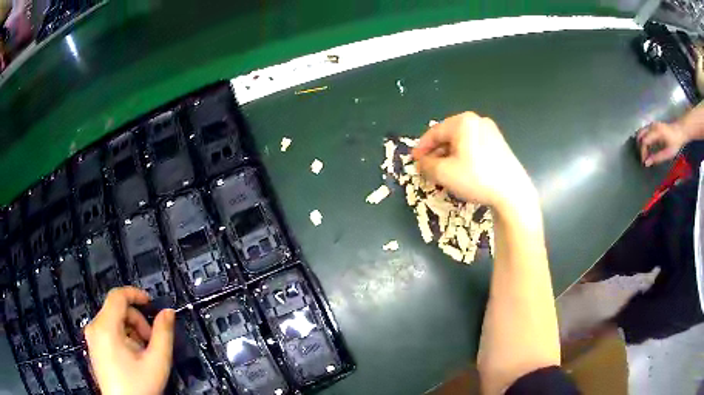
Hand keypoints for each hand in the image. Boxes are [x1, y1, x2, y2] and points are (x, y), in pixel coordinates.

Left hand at [84, 287, 174, 394]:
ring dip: (131, 330)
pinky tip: (132, 355)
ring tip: (143, 352)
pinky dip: (123, 336)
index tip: (152, 303)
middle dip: (137, 321)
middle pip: (117, 308)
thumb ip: (163, 334)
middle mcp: (94, 327)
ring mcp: (92, 337)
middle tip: (151, 341)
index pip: (117, 296)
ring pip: (113, 319)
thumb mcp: (157, 362)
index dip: (135, 294)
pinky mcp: (94, 345)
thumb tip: (168, 312)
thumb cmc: (140, 387)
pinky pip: (108, 330)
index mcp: (106, 327)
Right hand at [413, 112, 535, 211]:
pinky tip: (462, 172)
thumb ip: (426, 164)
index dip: (422, 147)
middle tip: (428, 168)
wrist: (512, 192)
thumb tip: (421, 162)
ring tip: (443, 172)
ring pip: (462, 142)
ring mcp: (491, 132)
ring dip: (449, 156)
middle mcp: (477, 121)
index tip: (413, 160)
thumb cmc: (476, 178)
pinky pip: (474, 147)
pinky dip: (463, 157)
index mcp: (463, 122)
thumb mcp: (444, 173)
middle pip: (449, 136)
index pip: (435, 132)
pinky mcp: (499, 144)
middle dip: (436, 152)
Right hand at [637, 121, 688, 166]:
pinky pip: (644, 132)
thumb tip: (646, 163)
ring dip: (640, 143)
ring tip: (644, 154)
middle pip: (640, 135)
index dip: (642, 153)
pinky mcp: (653, 126)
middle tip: (642, 158)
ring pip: (641, 132)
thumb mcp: (668, 153)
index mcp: (656, 132)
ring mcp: (652, 125)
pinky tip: (646, 147)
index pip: (644, 141)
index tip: (644, 163)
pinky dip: (643, 139)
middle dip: (639, 147)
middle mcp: (652, 126)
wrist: (680, 131)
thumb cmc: (675, 143)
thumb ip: (657, 158)